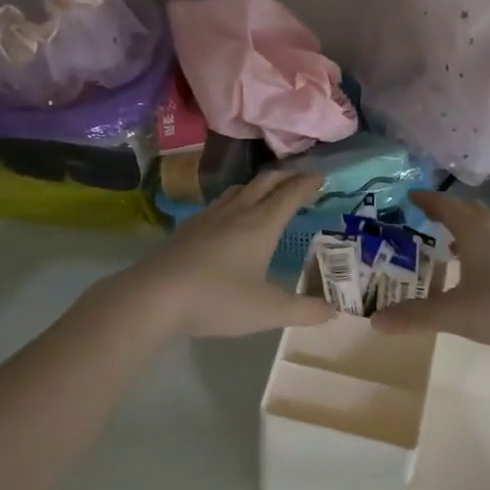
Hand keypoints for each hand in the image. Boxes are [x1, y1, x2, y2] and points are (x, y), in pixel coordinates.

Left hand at [120, 171, 336, 339]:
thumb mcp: (269, 311)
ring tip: (267, 193)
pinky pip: (219, 203)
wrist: (155, 296)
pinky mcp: (188, 228)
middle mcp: (237, 212)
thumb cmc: (218, 300)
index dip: (307, 183)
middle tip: (300, 180)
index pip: (290, 194)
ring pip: (239, 190)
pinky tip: (229, 217)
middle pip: (264, 182)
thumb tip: (334, 311)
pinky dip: (235, 200)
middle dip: (286, 177)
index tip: (321, 177)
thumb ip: (304, 310)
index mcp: (261, 225)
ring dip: (258, 186)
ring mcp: (209, 217)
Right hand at [372, 192, 489, 358]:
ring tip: (448, 244)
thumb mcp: (454, 315)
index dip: (425, 200)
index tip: (408, 197)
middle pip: (468, 211)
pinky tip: (479, 269)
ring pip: (488, 226)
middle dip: (445, 212)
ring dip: (467, 229)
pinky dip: (483, 246)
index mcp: (475, 231)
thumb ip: (415, 317)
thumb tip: (375, 321)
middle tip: (423, 219)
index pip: (444, 205)